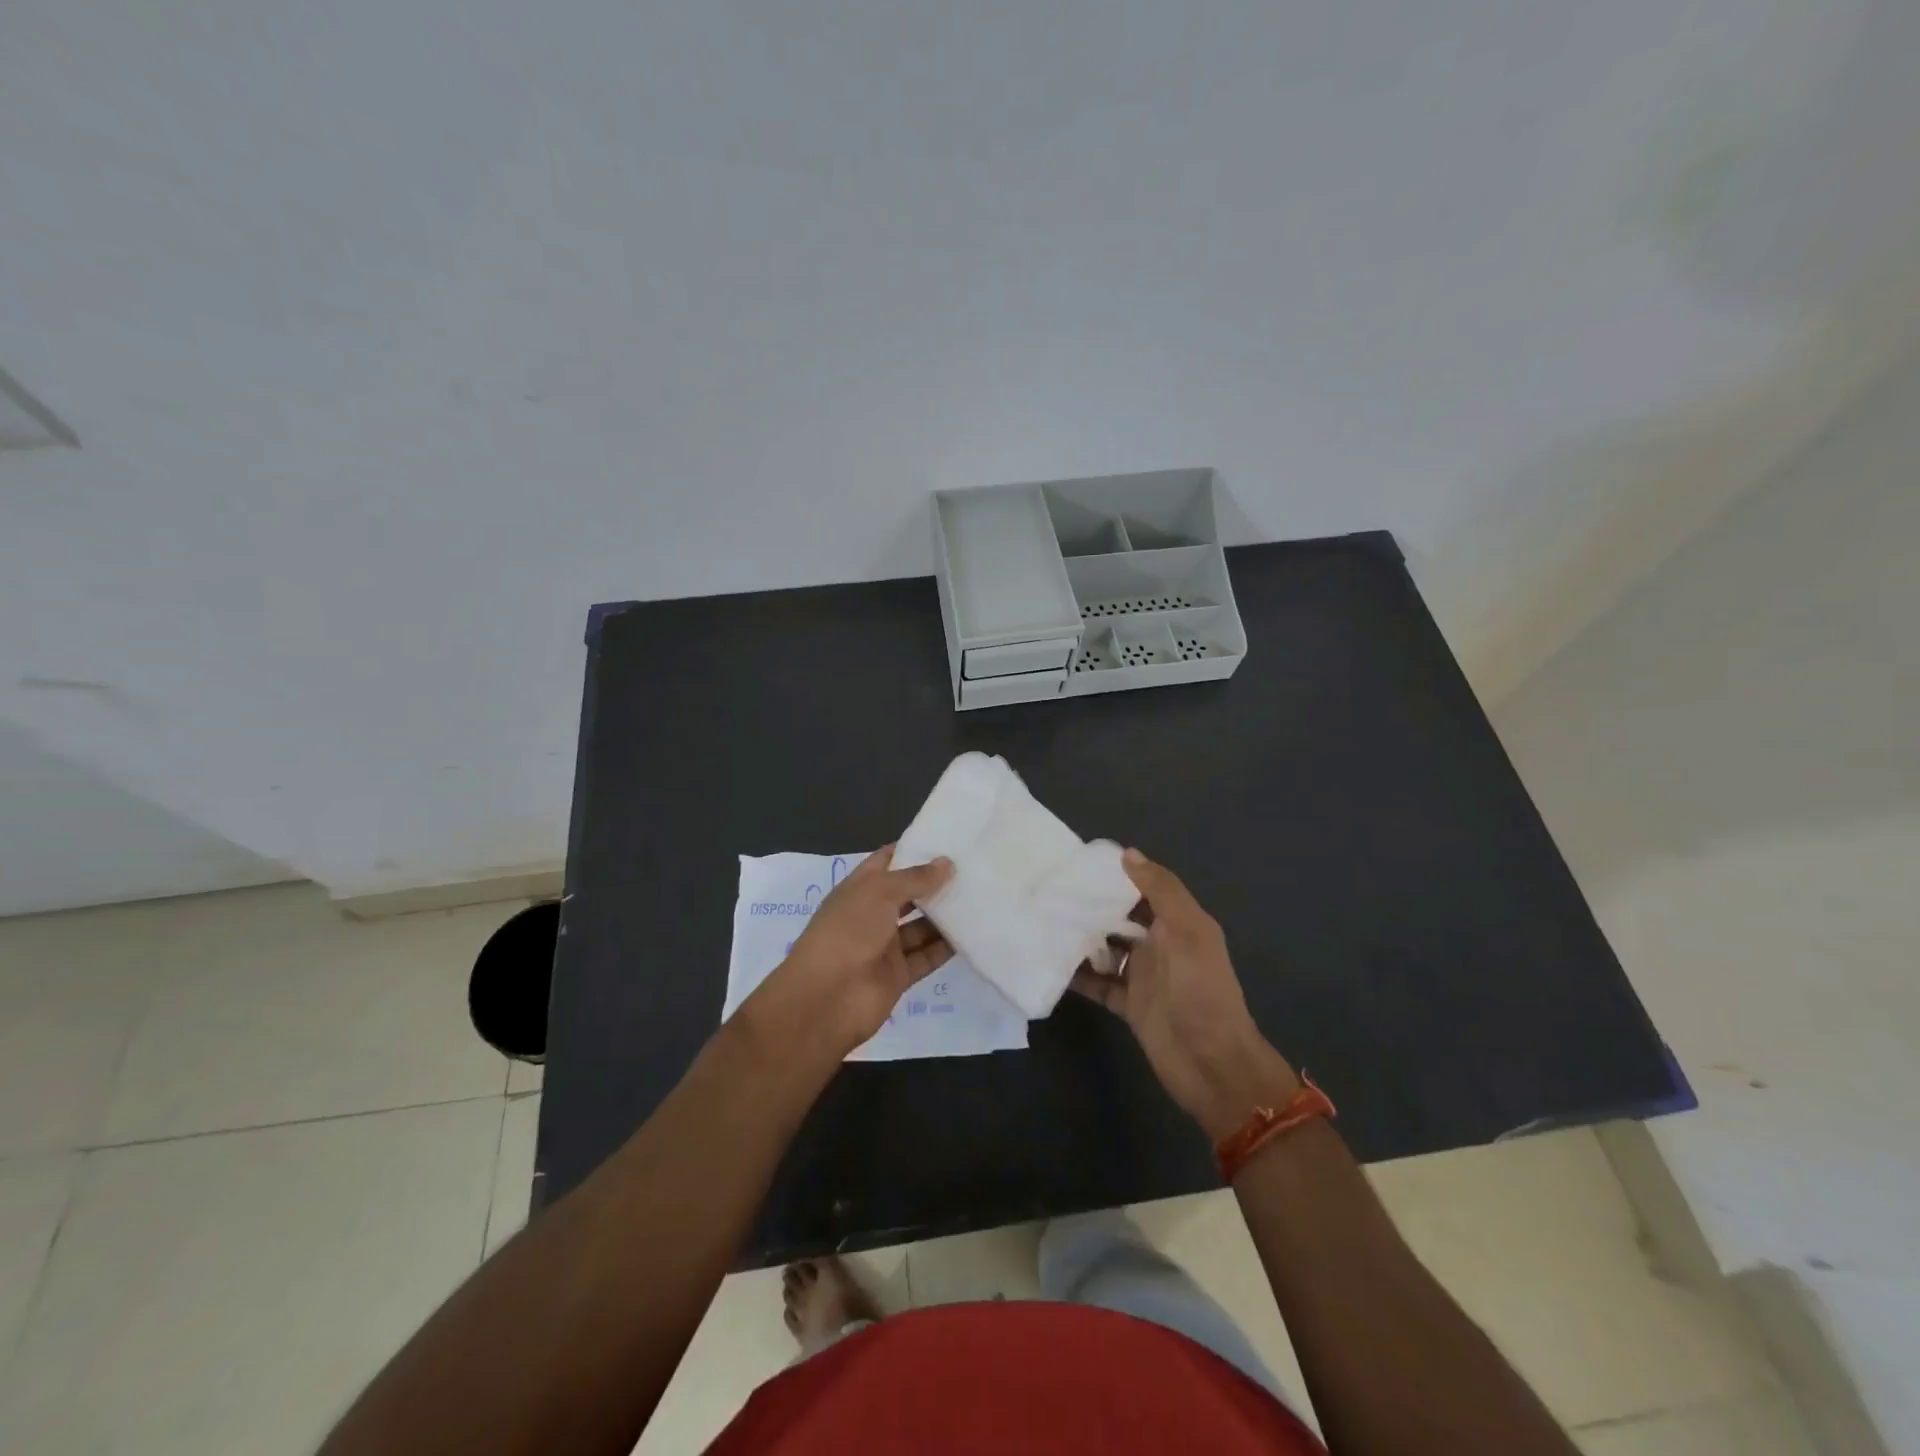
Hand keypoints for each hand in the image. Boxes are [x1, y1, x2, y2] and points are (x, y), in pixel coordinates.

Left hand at [753, 846, 955, 1054]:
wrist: (826, 998)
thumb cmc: (848, 931)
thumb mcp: (879, 892)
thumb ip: (915, 878)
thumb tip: (947, 863)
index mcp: (860, 889)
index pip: (888, 861)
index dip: (914, 849)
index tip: (948, 839)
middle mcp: (873, 914)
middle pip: (909, 894)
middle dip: (936, 883)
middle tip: (975, 869)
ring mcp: (886, 946)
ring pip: (922, 926)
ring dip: (946, 915)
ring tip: (982, 897)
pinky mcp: (899, 975)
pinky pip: (927, 956)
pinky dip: (947, 947)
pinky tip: (975, 933)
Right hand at [1071, 849, 1299, 1140]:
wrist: (1212, 1064)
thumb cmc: (1201, 991)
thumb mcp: (1188, 931)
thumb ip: (1161, 890)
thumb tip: (1127, 853)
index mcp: (1177, 923)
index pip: (1142, 888)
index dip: (1115, 875)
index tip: (1076, 863)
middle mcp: (1159, 944)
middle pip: (1119, 917)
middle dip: (1090, 905)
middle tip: (1048, 891)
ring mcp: (1142, 976)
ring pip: (1105, 949)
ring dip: (1080, 938)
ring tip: (1041, 922)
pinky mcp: (1128, 1004)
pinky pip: (1097, 983)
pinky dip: (1077, 975)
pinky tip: (1049, 963)